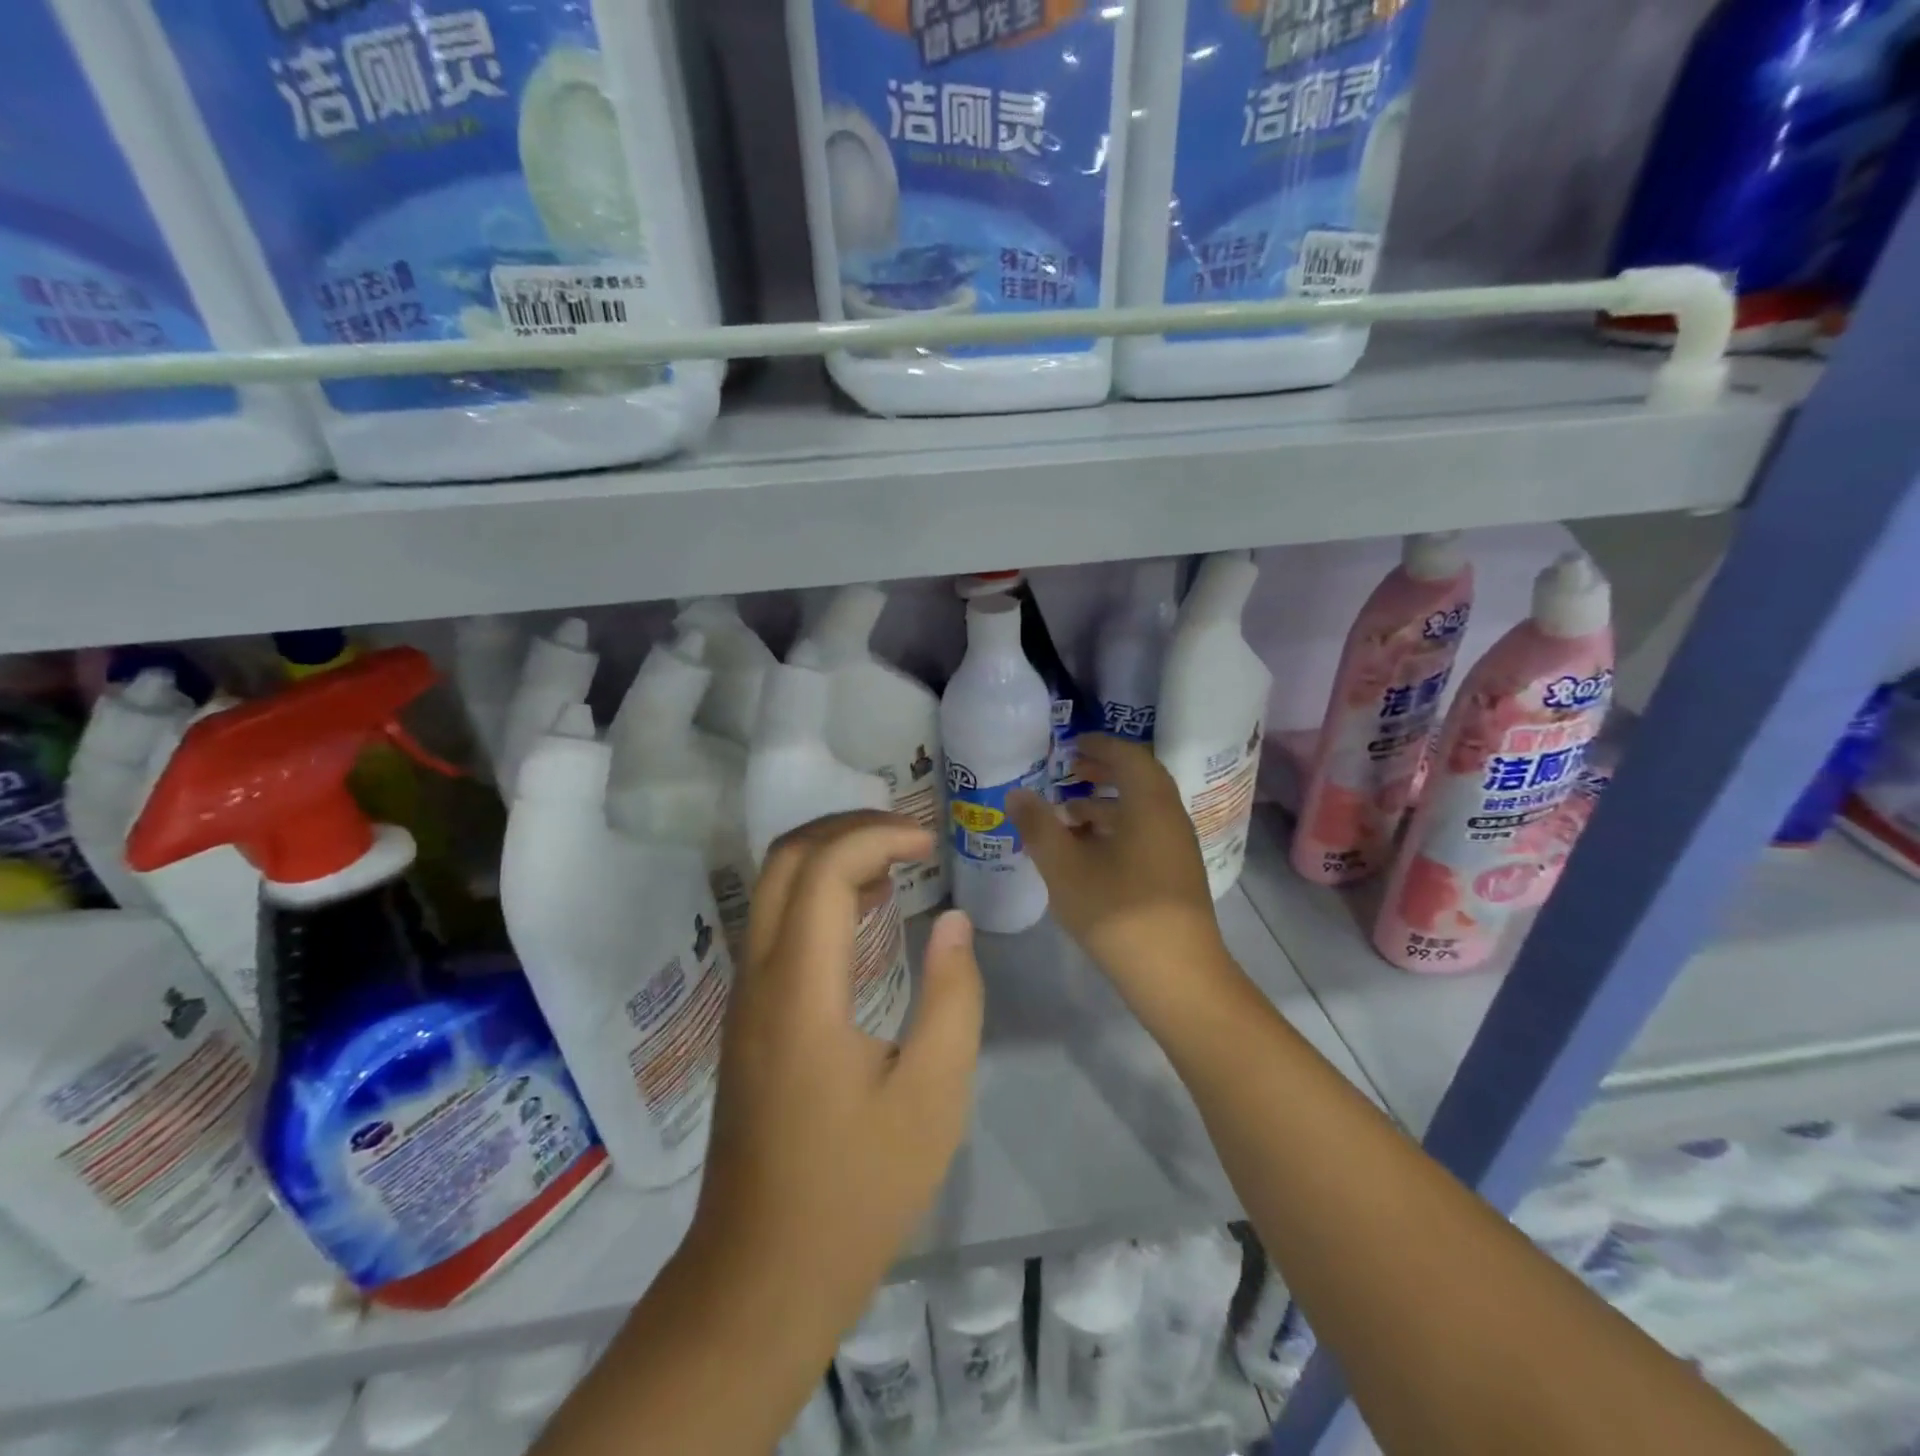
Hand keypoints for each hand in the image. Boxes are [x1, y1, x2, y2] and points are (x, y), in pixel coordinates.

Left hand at [688, 811, 983, 1347]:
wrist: (762, 1273)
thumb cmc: (857, 1189)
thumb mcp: (933, 1097)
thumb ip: (953, 998)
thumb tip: (954, 920)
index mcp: (800, 990)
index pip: (824, 870)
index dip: (877, 837)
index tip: (930, 844)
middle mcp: (758, 976)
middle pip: (784, 859)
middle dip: (847, 828)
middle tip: (909, 838)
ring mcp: (744, 995)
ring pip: (772, 886)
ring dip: (830, 855)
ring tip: (895, 862)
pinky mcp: (747, 1015)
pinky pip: (774, 921)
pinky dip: (817, 891)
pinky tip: (864, 912)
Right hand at [1009, 735, 1231, 1002]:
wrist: (1177, 975)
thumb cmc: (1118, 911)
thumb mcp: (1065, 867)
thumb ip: (1039, 826)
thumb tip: (1017, 794)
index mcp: (1149, 804)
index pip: (1128, 756)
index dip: (1099, 745)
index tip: (1071, 745)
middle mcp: (1170, 818)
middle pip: (1138, 780)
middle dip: (1102, 772)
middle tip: (1068, 772)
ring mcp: (1177, 848)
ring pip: (1141, 811)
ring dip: (1106, 805)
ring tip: (1067, 816)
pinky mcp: (1176, 875)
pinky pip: (1145, 835)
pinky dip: (1116, 831)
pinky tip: (1088, 855)